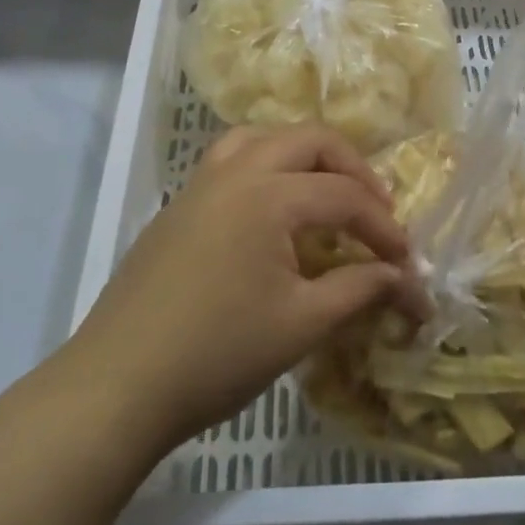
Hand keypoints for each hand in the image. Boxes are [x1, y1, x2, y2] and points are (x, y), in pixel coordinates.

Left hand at [48, 125, 417, 463]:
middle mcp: (234, 172)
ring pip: (261, 138)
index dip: (384, 228)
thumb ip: (361, 290)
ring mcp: (199, 185)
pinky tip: (272, 213)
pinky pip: (231, 161)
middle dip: (352, 169)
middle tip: (375, 210)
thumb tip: (408, 281)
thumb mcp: (302, 324)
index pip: (344, 196)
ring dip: (303, 156)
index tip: (406, 263)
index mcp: (267, 195)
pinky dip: (266, 167)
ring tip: (325, 192)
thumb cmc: (217, 354)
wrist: (116, 386)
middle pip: (308, 140)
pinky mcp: (178, 207)